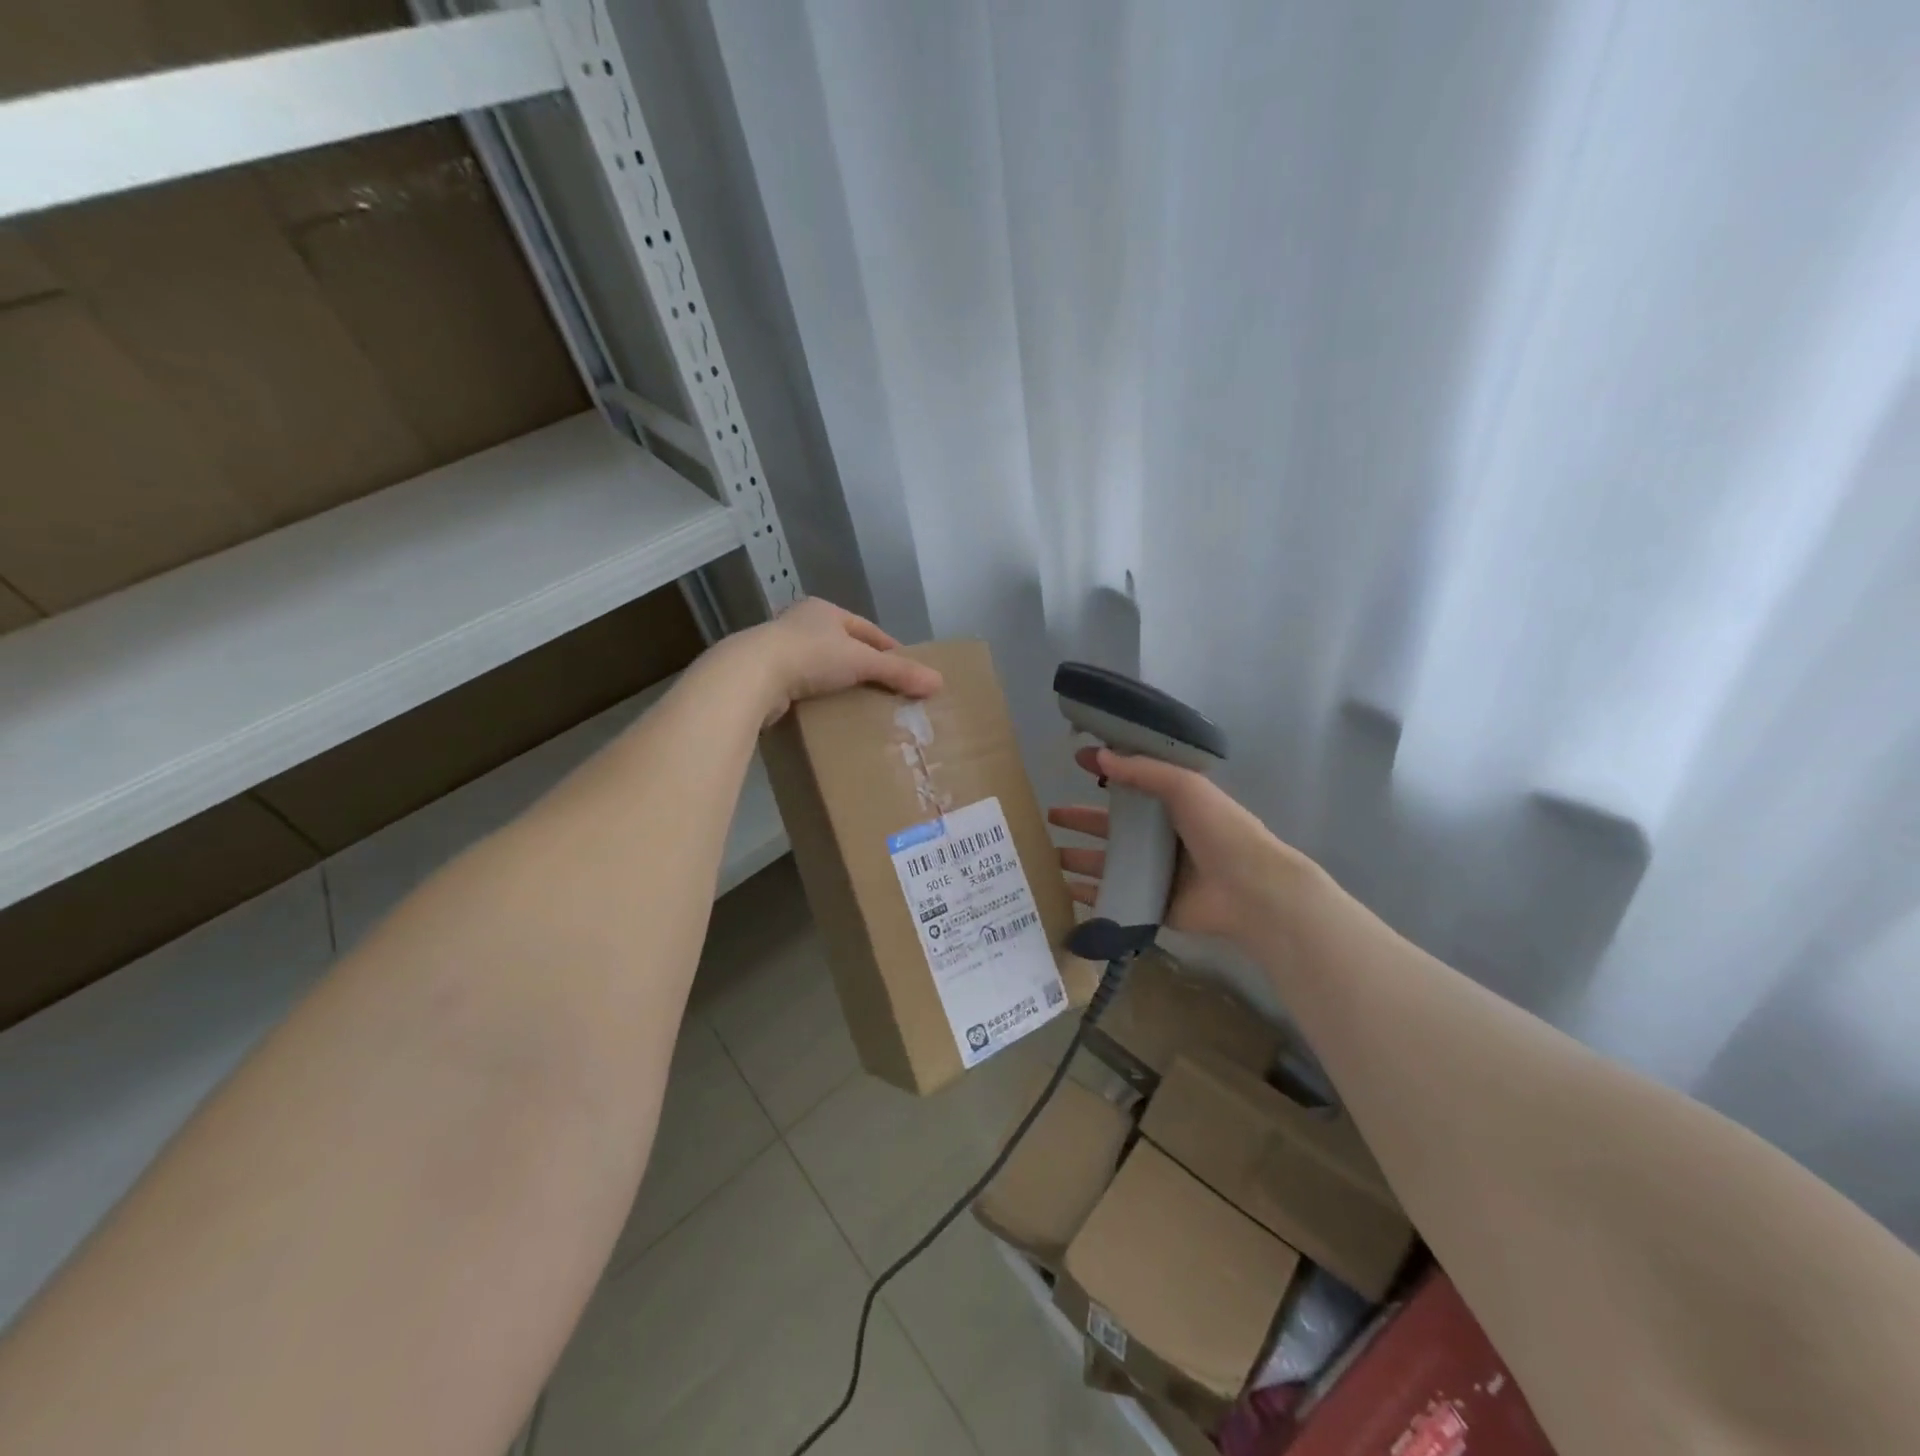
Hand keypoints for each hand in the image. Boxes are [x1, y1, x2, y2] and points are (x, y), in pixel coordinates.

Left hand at [732, 598, 942, 722]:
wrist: (752, 675)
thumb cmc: (811, 656)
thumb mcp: (862, 661)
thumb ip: (899, 672)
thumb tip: (939, 683)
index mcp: (824, 610)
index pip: (865, 628)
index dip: (887, 648)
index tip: (905, 668)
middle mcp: (800, 623)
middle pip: (842, 646)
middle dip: (863, 666)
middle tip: (885, 690)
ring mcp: (779, 648)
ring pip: (820, 666)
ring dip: (838, 682)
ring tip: (860, 703)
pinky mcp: (765, 675)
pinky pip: (801, 685)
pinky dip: (817, 696)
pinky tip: (828, 711)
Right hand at [1048, 745, 1310, 948]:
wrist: (1251, 890)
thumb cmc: (1221, 831)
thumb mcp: (1184, 787)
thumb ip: (1142, 771)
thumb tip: (1099, 754)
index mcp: (1173, 806)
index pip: (1132, 784)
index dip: (1105, 772)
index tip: (1077, 761)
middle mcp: (1162, 838)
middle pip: (1112, 827)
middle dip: (1081, 821)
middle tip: (1050, 816)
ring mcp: (1156, 873)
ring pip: (1108, 862)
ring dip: (1079, 857)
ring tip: (1048, 855)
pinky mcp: (1152, 904)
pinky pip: (1114, 896)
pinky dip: (1089, 894)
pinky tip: (1065, 889)